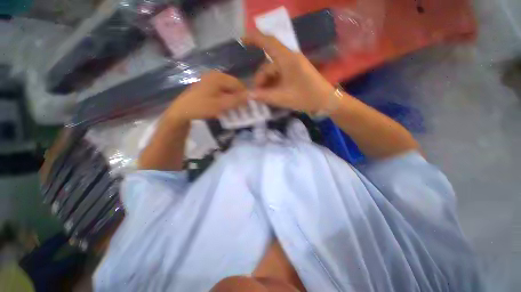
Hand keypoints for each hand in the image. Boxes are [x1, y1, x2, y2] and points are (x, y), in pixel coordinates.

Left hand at [165, 71, 247, 122]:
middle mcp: (215, 75)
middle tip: (240, 108)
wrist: (182, 110)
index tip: (247, 106)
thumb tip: (251, 95)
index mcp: (218, 77)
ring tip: (233, 108)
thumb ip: (236, 100)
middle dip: (238, 97)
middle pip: (232, 85)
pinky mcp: (207, 86)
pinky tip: (225, 105)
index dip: (244, 94)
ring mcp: (210, 80)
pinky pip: (221, 91)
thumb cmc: (201, 107)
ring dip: (232, 98)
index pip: (238, 84)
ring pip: (227, 89)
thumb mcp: (221, 105)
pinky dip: (225, 98)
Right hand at [243, 32, 334, 113]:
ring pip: (274, 71)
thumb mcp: (282, 98)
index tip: (242, 41)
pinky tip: (272, 93)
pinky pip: (280, 75)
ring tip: (265, 97)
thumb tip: (249, 94)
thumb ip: (264, 96)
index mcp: (288, 59)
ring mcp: (293, 65)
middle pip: (268, 65)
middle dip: (261, 79)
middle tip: (257, 94)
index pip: (269, 42)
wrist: (326, 100)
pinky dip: (274, 84)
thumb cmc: (305, 97)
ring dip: (267, 83)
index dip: (254, 39)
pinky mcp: (295, 72)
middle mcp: (290, 59)